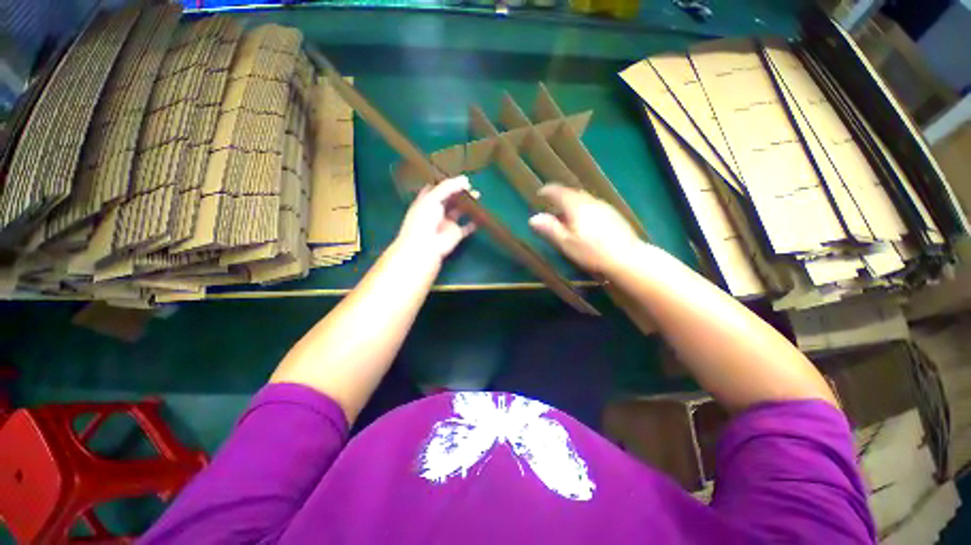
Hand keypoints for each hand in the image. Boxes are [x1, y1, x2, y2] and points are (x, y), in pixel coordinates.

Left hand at [395, 175, 476, 263]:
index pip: (435, 189)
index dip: (444, 182)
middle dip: (458, 191)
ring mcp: (447, 223)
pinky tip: (481, 214)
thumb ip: (448, 187)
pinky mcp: (456, 234)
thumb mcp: (433, 198)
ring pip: (459, 211)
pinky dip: (474, 221)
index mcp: (426, 202)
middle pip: (449, 199)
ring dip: (468, 204)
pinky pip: (467, 227)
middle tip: (470, 184)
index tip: (455, 175)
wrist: (426, 246)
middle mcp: (436, 211)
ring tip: (477, 194)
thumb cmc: (424, 219)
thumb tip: (465, 179)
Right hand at [529, 184, 641, 273]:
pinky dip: (583, 209)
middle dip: (560, 198)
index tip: (540, 194)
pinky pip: (593, 205)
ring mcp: (603, 206)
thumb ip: (550, 229)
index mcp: (576, 206)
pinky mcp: (613, 214)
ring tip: (567, 217)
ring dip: (572, 204)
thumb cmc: (592, 252)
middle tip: (552, 209)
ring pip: (583, 200)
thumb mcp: (567, 243)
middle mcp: (590, 201)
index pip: (559, 191)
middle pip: (572, 194)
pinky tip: (585, 223)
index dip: (548, 191)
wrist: (626, 258)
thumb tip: (533, 218)